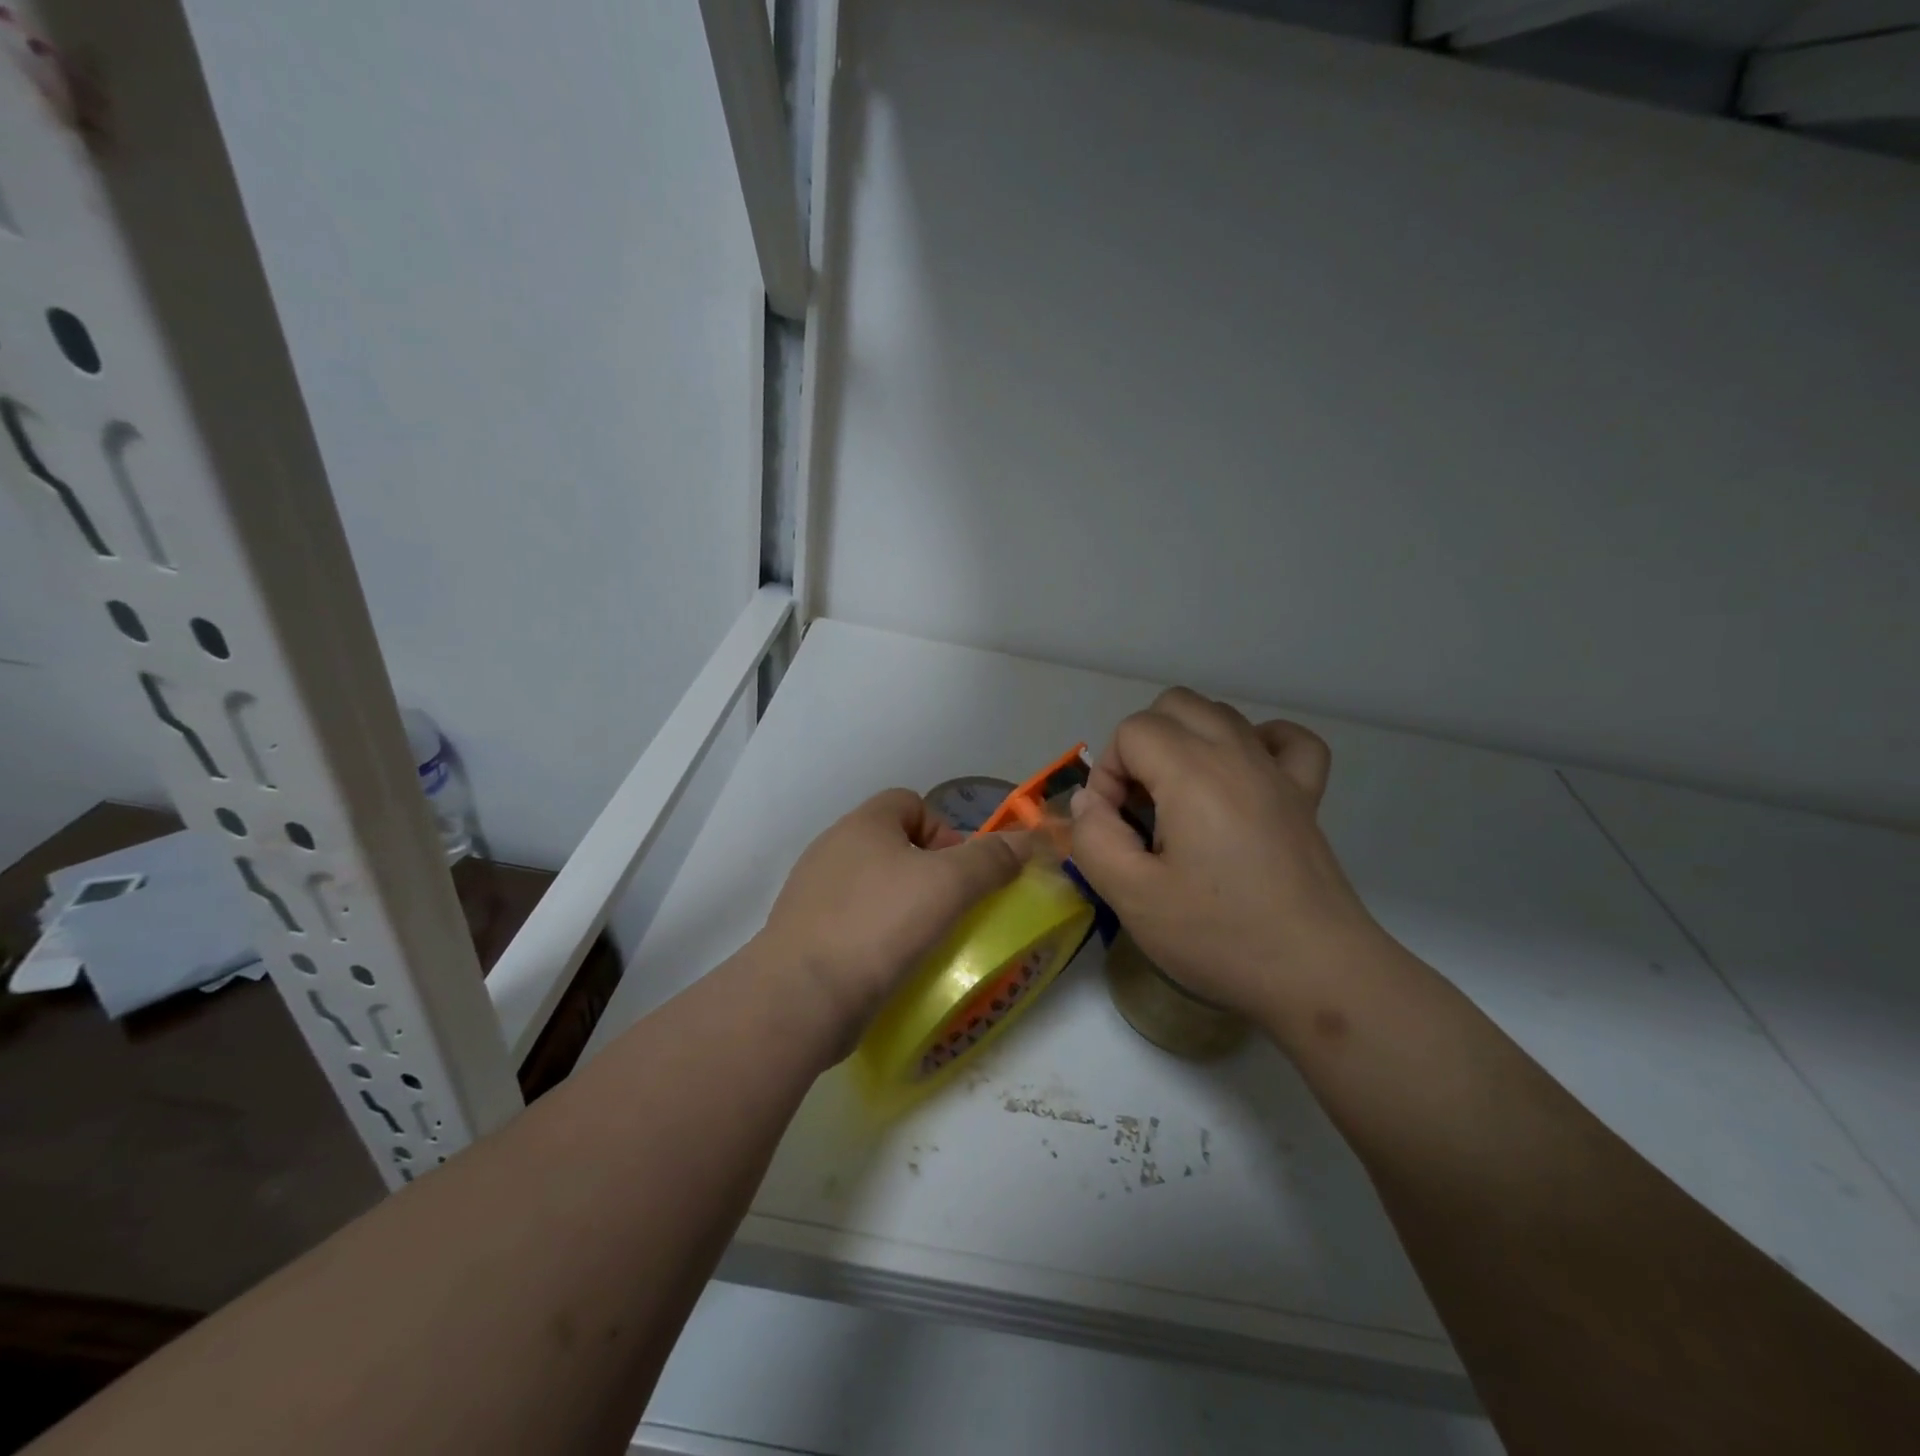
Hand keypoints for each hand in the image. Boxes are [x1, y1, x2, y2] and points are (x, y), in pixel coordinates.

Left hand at [759, 789, 1031, 1045]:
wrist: (801, 996)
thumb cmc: (879, 924)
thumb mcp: (949, 885)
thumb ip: (992, 859)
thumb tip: (1029, 841)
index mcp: (862, 824)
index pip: (911, 802)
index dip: (943, 829)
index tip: (959, 873)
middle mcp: (832, 848)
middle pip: (894, 845)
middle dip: (928, 873)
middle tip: (949, 910)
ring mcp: (813, 892)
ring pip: (874, 886)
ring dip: (904, 907)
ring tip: (925, 943)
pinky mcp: (805, 934)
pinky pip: (853, 922)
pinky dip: (877, 936)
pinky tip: (892, 966)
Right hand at [1068, 688, 1378, 1023]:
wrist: (1318, 975)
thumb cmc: (1220, 936)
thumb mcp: (1132, 897)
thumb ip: (1093, 838)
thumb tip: (1091, 801)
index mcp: (1193, 773)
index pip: (1132, 731)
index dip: (1108, 773)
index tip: (1115, 826)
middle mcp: (1237, 755)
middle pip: (1173, 705)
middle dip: (1141, 746)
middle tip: (1139, 807)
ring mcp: (1278, 772)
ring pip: (1220, 714)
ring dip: (1186, 742)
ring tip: (1179, 801)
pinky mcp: (1306, 796)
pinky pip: (1284, 740)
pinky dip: (1256, 743)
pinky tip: (1241, 776)